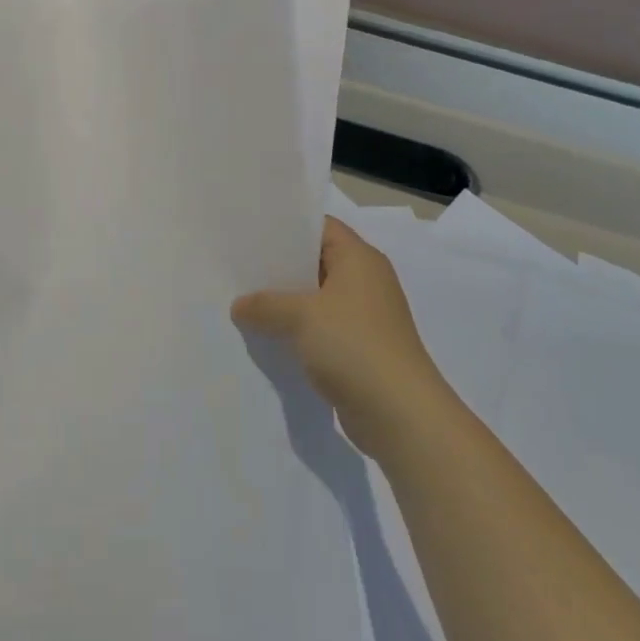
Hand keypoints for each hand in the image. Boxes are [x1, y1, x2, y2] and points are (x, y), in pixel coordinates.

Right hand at [232, 215, 447, 452]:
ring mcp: (364, 317)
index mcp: (359, 259)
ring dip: (286, 302)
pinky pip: (321, 328)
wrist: (400, 415)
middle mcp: (365, 281)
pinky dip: (297, 329)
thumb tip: (239, 306)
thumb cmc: (353, 346)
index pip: (320, 226)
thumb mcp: (300, 316)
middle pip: (316, 261)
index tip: (251, 230)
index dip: (287, 225)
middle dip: (279, 266)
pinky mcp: (359, 348)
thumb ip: (265, 304)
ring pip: (316, 297)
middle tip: (239, 265)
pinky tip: (266, 335)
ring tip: (244, 300)